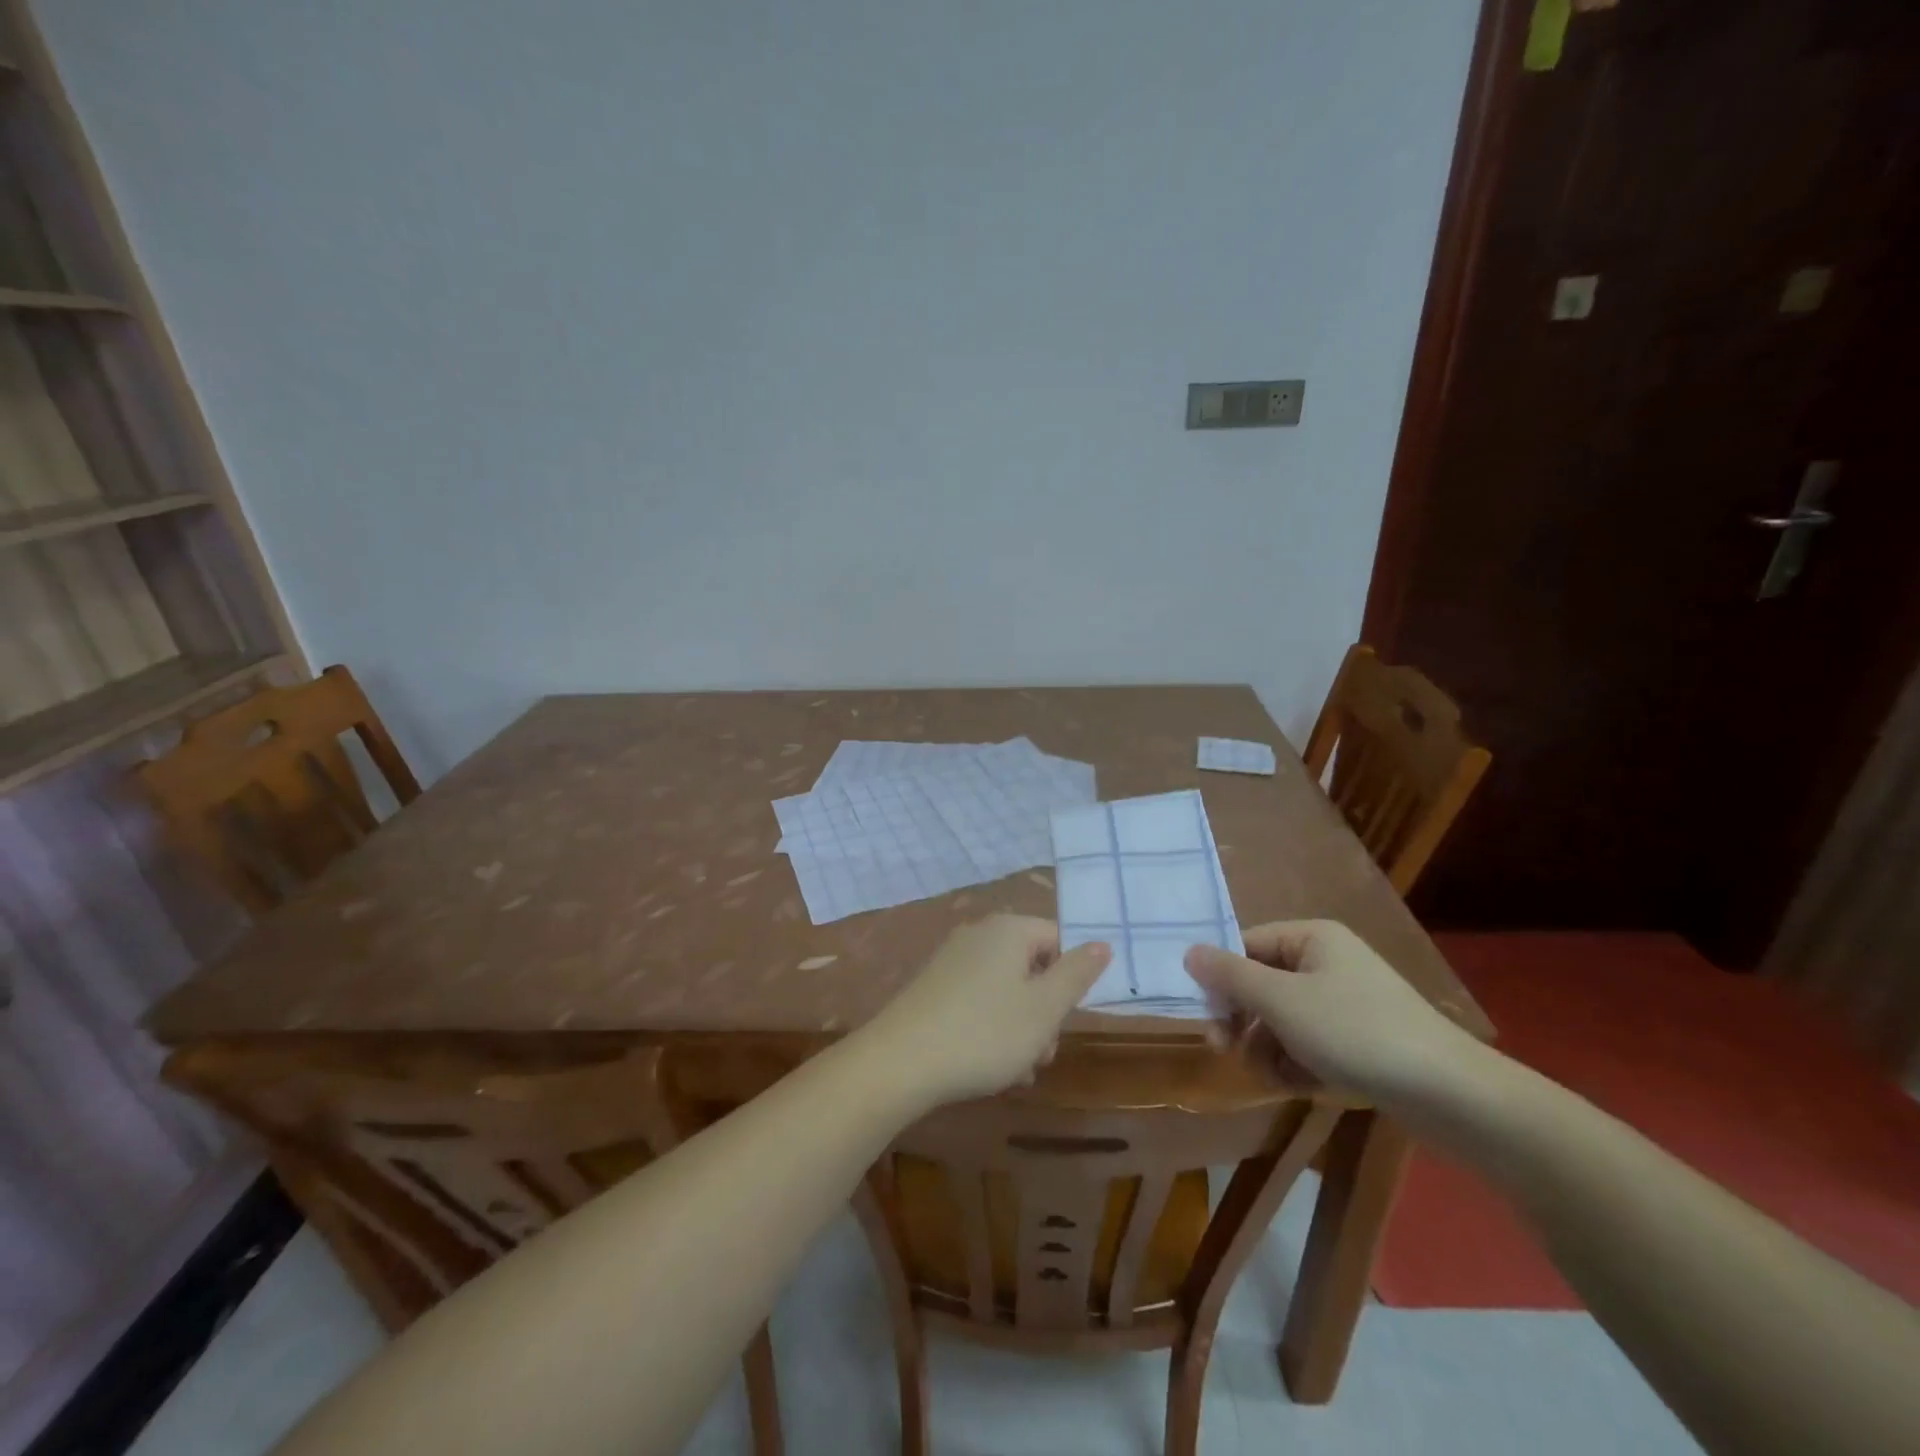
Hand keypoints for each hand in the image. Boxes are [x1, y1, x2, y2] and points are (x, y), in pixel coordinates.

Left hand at [862, 915, 1110, 1107]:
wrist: (900, 1062)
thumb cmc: (985, 1033)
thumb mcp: (1045, 1008)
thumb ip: (1078, 974)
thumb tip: (1102, 943)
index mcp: (1009, 929)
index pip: (1058, 940)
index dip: (1070, 980)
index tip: (1066, 1019)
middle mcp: (979, 934)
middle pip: (1032, 967)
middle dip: (1044, 1012)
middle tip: (1041, 1053)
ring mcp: (952, 960)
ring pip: (1007, 990)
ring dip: (1021, 1029)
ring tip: (1017, 1071)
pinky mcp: (933, 987)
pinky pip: (978, 1001)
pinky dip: (991, 1029)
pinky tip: (990, 1068)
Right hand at [1184, 920, 1480, 1102]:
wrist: (1450, 1095)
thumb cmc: (1355, 1032)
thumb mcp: (1281, 1001)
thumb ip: (1229, 975)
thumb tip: (1189, 952)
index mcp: (1311, 938)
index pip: (1246, 946)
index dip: (1221, 979)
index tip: (1207, 1017)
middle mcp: (1326, 962)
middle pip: (1261, 985)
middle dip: (1243, 1021)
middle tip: (1227, 1050)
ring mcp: (1344, 1003)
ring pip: (1281, 1020)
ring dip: (1267, 1049)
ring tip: (1273, 1077)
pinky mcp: (1359, 1041)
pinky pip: (1308, 1044)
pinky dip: (1296, 1065)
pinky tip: (1301, 1087)